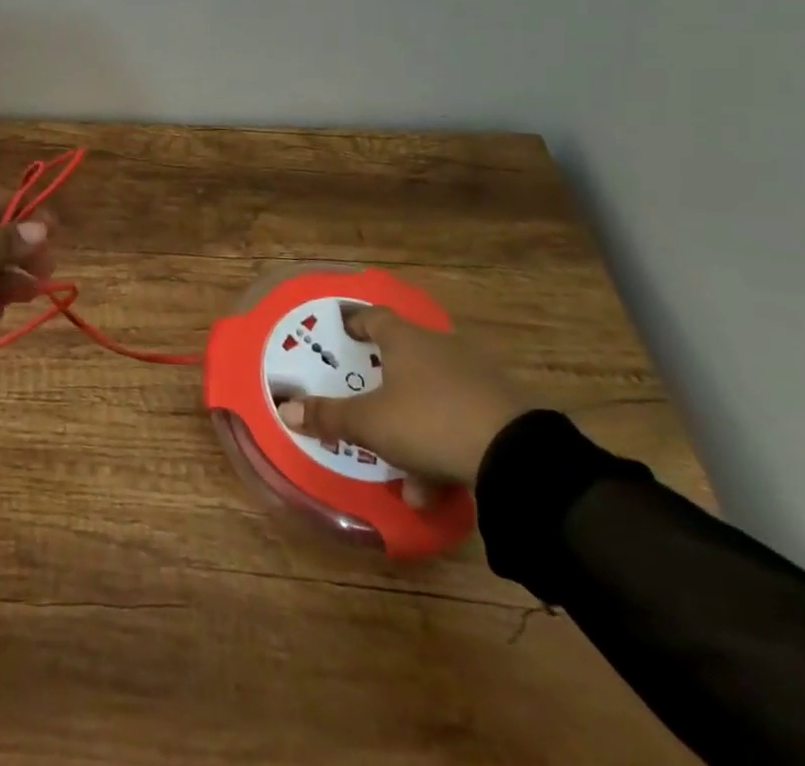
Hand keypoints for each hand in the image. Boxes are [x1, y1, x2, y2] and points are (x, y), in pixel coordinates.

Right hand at [277, 307, 529, 500]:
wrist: (517, 457)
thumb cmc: (428, 421)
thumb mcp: (370, 424)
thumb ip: (330, 417)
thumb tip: (287, 409)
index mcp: (405, 339)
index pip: (373, 316)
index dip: (354, 324)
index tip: (342, 334)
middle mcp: (440, 348)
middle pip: (404, 359)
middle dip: (384, 389)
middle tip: (367, 409)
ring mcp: (475, 377)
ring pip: (432, 397)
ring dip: (413, 430)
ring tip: (404, 475)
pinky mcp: (502, 409)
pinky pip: (459, 420)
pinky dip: (443, 446)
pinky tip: (435, 486)